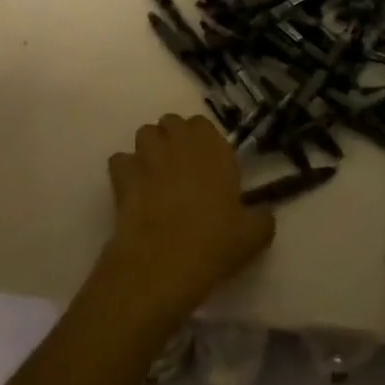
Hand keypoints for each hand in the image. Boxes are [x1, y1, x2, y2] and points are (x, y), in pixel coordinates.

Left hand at [98, 113, 274, 325]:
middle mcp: (179, 142)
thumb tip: (264, 214)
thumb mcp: (253, 235)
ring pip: (144, 134)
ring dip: (149, 149)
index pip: (202, 124)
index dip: (202, 140)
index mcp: (212, 147)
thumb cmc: (214, 242)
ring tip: (154, 175)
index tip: (206, 163)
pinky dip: (124, 171)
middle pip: (171, 122)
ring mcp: (147, 156)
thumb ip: (262, 217)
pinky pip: (120, 161)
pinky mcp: (122, 176)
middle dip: (173, 138)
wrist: (163, 262)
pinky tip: (132, 191)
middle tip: (180, 168)